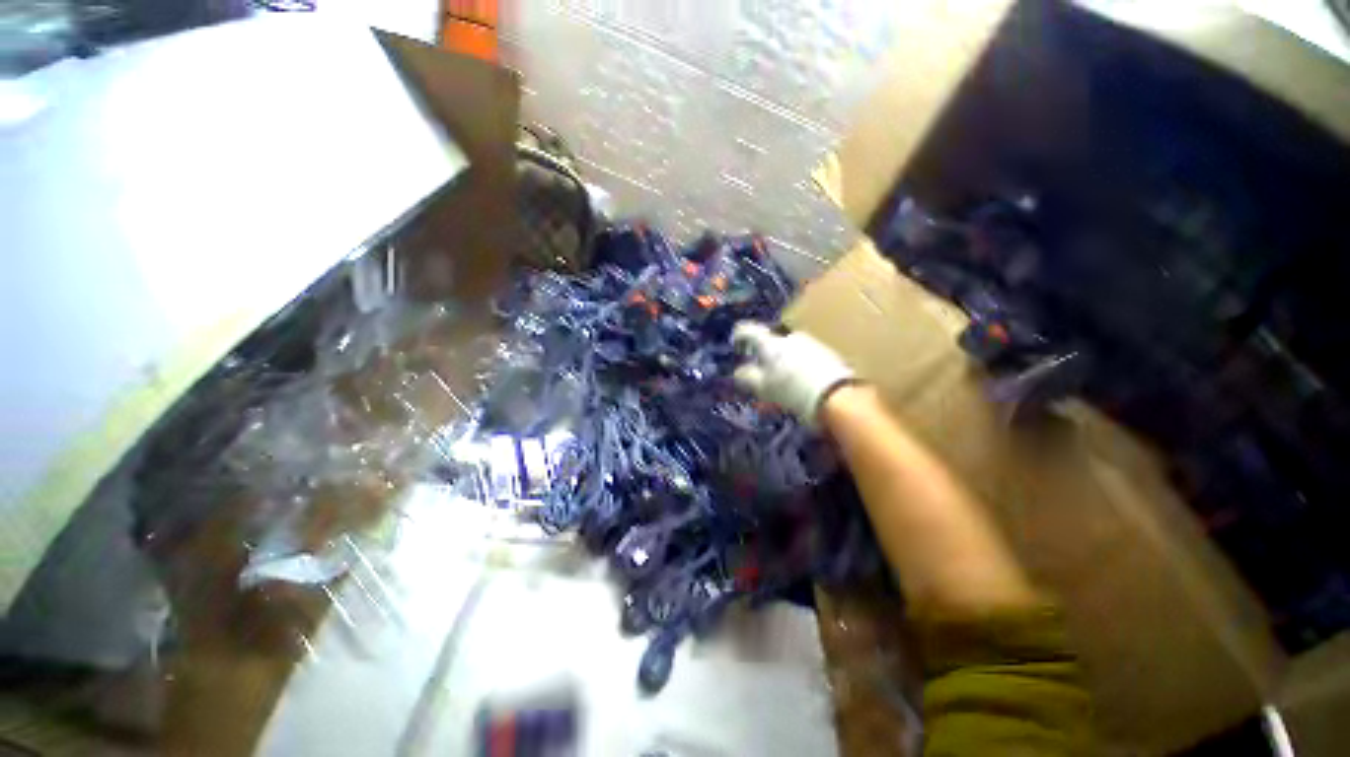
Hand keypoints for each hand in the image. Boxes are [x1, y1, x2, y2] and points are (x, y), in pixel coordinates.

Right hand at [731, 321, 855, 426]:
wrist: (836, 395)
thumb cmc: (792, 390)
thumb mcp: (763, 388)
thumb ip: (748, 377)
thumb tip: (739, 371)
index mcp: (771, 343)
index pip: (749, 330)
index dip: (739, 335)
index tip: (736, 344)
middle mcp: (790, 337)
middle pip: (771, 343)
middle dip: (765, 356)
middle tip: (762, 374)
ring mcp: (810, 343)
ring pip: (789, 350)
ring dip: (783, 362)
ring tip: (783, 383)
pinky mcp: (827, 352)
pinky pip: (804, 357)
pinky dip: (798, 367)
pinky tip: (801, 383)